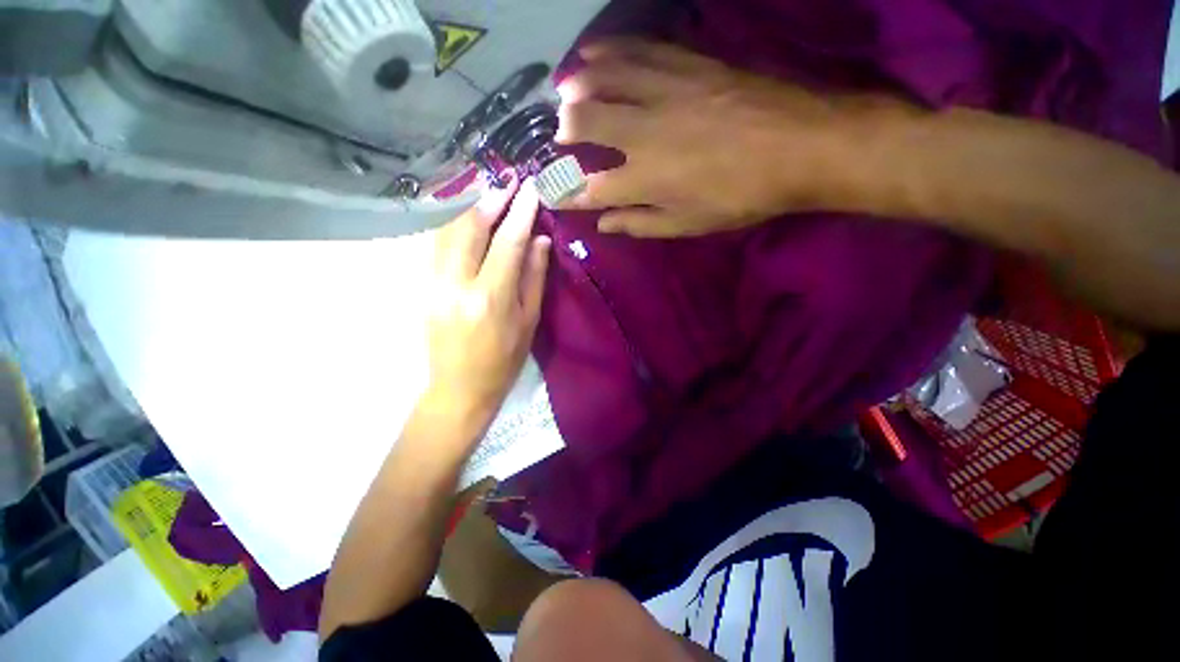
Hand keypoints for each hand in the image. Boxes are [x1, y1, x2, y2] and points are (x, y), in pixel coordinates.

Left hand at [423, 178, 550, 427]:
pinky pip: (436, 246)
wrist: (460, 388)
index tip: (531, 189)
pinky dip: (451, 225)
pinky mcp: (422, 287)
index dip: (521, 213)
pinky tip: (464, 216)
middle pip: (470, 228)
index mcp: (490, 297)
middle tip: (508, 182)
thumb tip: (540, 240)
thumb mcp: (529, 321)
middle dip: (491, 200)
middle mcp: (457, 285)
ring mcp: (433, 284)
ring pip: (447, 232)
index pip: (507, 243)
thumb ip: (534, 277)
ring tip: (487, 192)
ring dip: (468, 207)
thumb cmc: (504, 360)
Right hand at [556, 39, 848, 236]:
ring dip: (577, 83)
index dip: (565, 192)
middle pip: (587, 122)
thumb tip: (605, 224)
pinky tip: (594, 51)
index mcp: (645, 179)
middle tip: (559, 134)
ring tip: (563, 90)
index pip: (590, 188)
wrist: (800, 145)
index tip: (549, 193)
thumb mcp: (687, 224)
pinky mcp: (686, 64)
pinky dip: (610, 50)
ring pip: (605, 77)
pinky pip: (638, 50)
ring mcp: (664, 91)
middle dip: (564, 129)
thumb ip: (641, 223)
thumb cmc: (739, 197)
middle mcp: (644, 132)